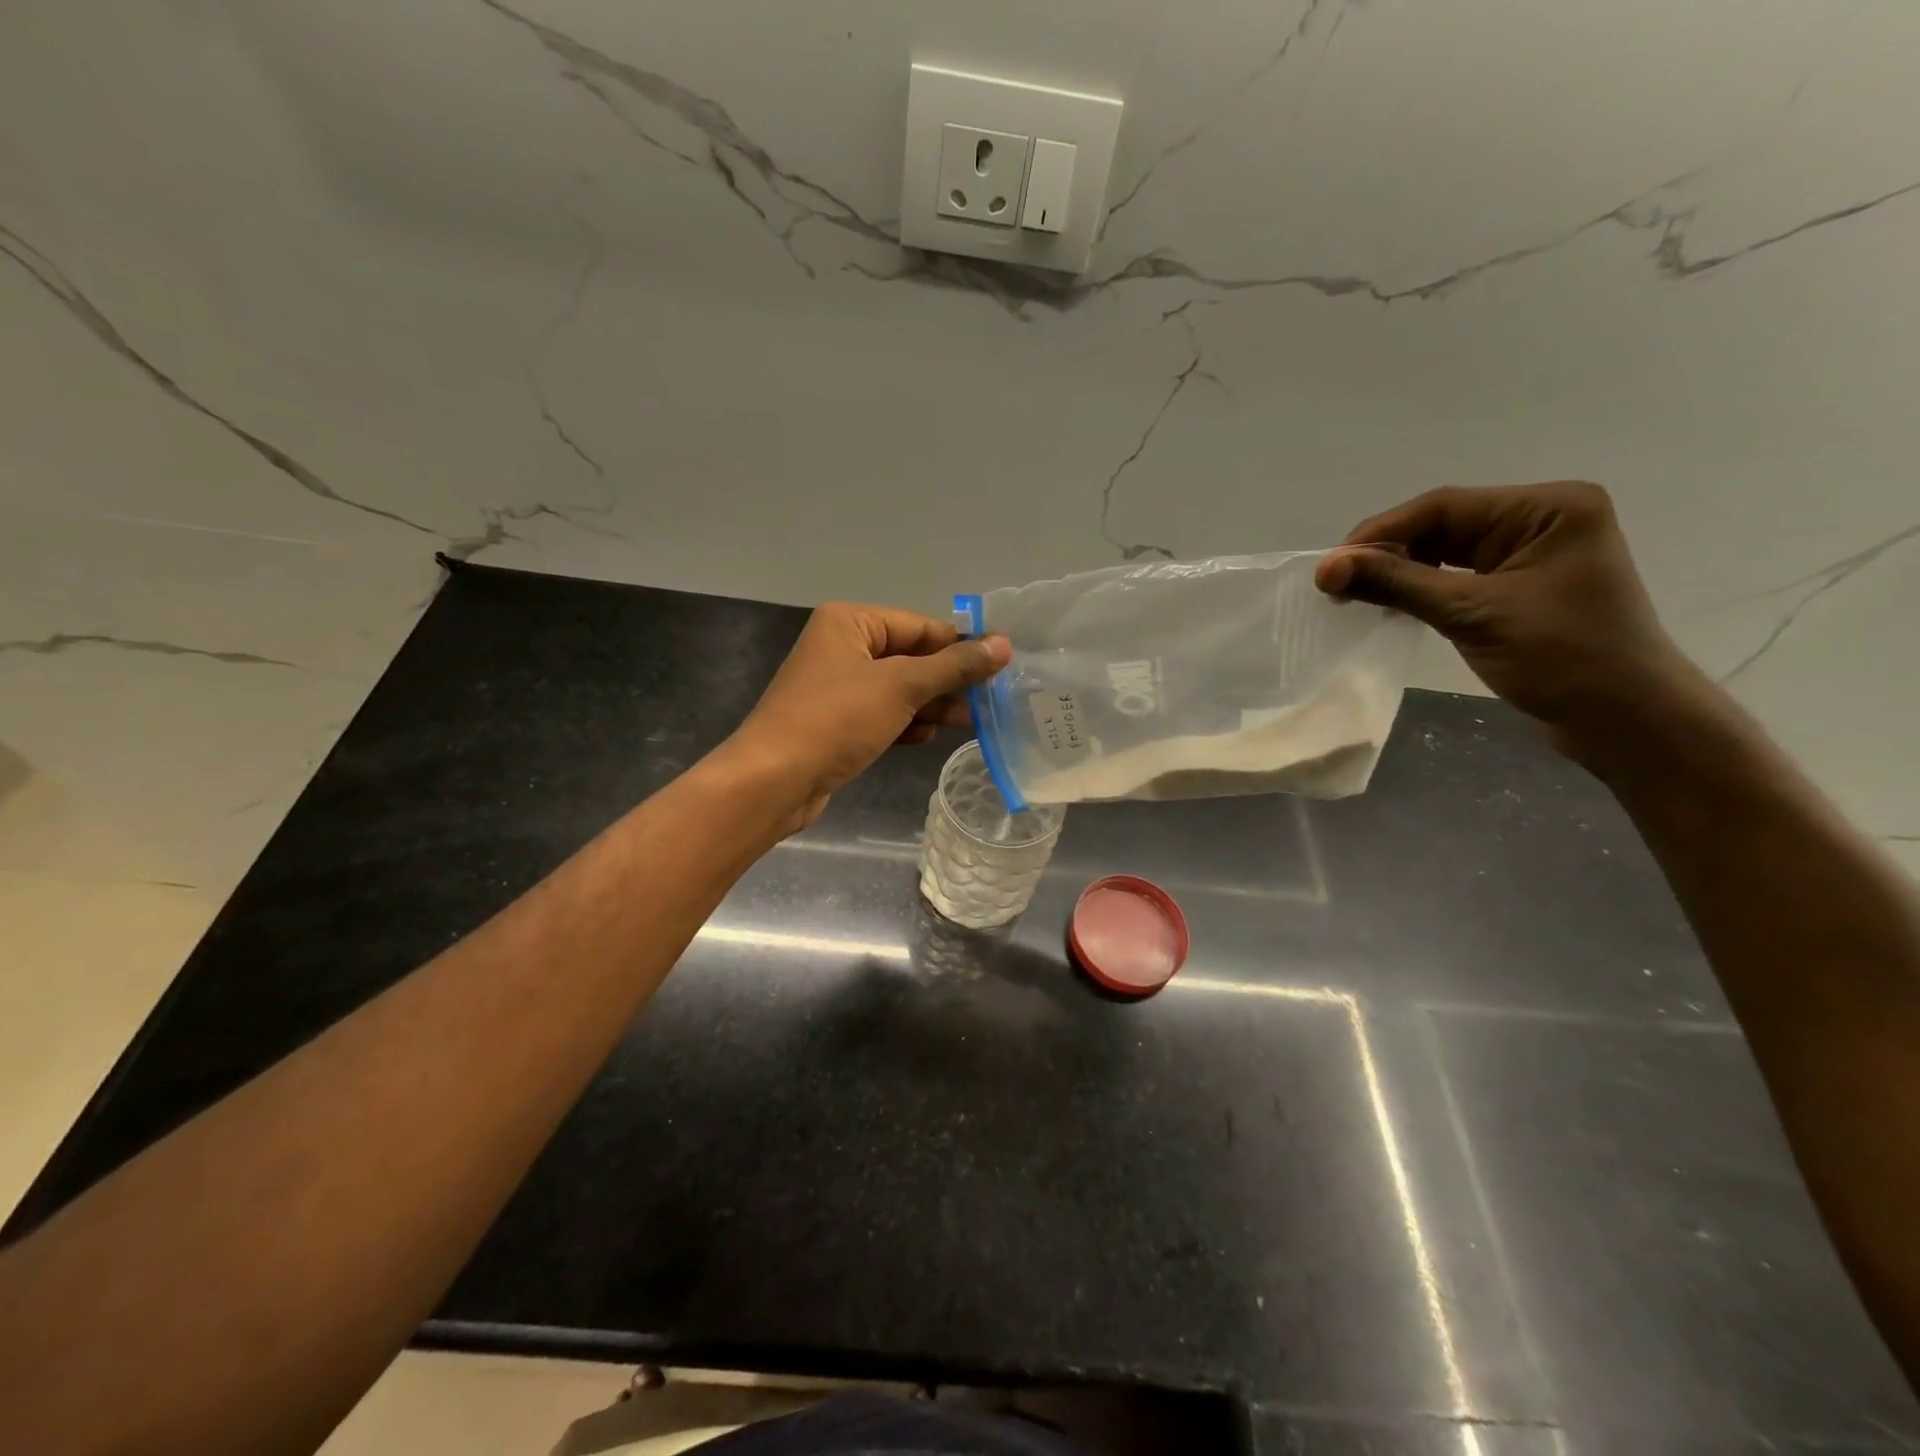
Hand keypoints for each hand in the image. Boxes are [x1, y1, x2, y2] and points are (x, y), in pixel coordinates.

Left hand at [720, 602, 1010, 831]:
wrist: (774, 780)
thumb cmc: (837, 719)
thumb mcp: (901, 687)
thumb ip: (953, 666)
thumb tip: (1003, 644)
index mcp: (850, 622)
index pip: (920, 625)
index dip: (960, 646)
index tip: (1000, 667)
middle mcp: (842, 647)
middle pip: (911, 657)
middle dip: (947, 681)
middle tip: (989, 701)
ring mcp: (838, 687)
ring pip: (899, 689)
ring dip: (931, 705)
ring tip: (968, 723)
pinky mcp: (837, 722)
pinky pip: (882, 714)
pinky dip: (905, 724)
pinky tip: (924, 738)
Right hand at [1315, 483, 1697, 752]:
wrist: (1625, 720)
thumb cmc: (1562, 659)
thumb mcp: (1472, 614)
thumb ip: (1398, 584)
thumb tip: (1326, 567)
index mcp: (1548, 508)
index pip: (1443, 506)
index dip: (1380, 534)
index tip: (1329, 567)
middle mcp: (1541, 519)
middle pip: (1441, 524)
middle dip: (1385, 552)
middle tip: (1334, 584)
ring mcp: (1530, 553)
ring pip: (1443, 550)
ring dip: (1397, 571)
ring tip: (1351, 594)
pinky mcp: (1518, 586)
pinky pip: (1454, 575)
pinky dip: (1417, 587)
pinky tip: (1386, 603)